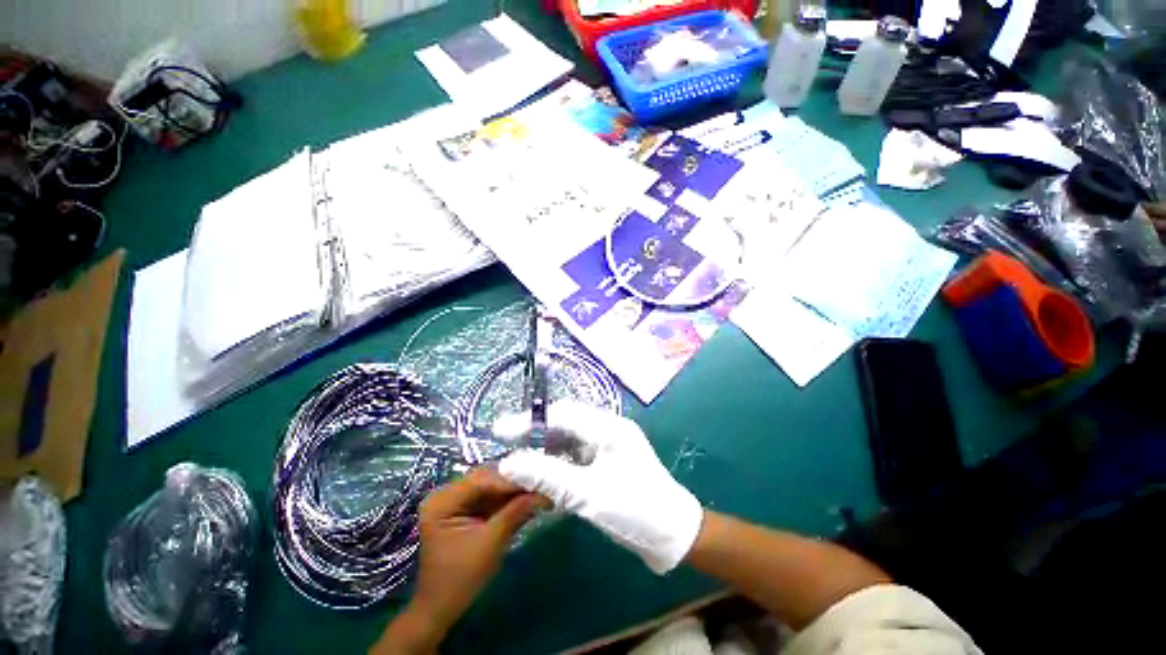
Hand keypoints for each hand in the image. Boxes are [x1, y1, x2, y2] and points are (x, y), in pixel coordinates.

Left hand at [373, 469, 544, 653]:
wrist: (440, 609)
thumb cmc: (461, 579)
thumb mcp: (491, 543)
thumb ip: (515, 512)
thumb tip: (543, 494)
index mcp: (442, 501)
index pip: (481, 480)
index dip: (510, 480)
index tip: (537, 482)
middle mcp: (445, 494)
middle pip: (485, 478)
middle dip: (513, 482)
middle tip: (538, 483)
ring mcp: (453, 501)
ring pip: (489, 485)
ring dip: (511, 489)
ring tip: (536, 489)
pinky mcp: (463, 510)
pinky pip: (488, 496)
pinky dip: (506, 498)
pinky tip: (525, 498)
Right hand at [496, 401, 702, 573]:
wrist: (674, 535)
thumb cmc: (635, 511)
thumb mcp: (588, 495)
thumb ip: (547, 476)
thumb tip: (508, 463)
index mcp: (608, 427)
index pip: (561, 414)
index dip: (528, 421)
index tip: (499, 430)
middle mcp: (608, 428)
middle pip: (565, 422)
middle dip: (535, 431)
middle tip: (505, 442)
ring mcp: (610, 443)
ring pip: (570, 437)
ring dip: (545, 446)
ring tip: (519, 456)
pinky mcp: (609, 459)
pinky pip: (578, 452)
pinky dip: (559, 459)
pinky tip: (543, 469)